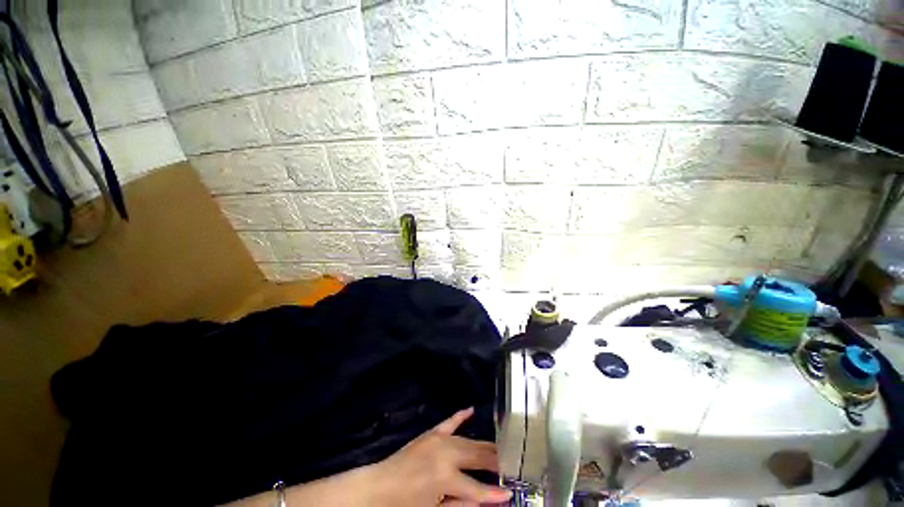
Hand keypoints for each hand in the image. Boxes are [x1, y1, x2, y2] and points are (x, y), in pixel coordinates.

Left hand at [370, 407, 512, 506]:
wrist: (378, 488)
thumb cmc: (406, 505)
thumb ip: (461, 504)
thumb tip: (485, 501)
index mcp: (446, 477)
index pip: (478, 487)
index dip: (495, 492)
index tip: (510, 492)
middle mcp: (446, 453)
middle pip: (477, 456)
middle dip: (496, 461)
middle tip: (511, 465)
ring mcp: (438, 440)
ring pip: (468, 440)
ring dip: (484, 445)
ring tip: (500, 449)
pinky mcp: (431, 433)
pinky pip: (449, 422)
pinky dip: (460, 416)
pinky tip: (470, 409)